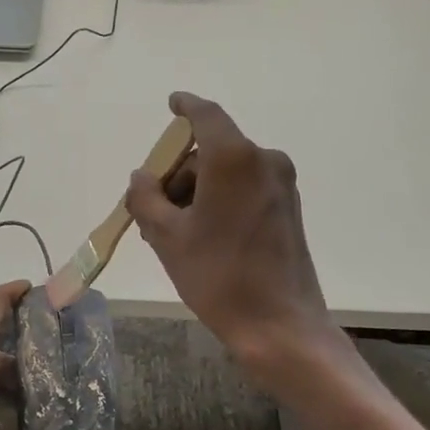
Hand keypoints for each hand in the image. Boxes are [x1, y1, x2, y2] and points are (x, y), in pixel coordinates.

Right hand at [124, 92, 331, 367]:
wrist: (280, 325)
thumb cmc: (218, 275)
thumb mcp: (167, 237)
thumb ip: (146, 198)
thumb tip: (142, 177)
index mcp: (233, 158)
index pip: (206, 115)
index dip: (186, 106)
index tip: (172, 104)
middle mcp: (263, 161)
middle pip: (212, 150)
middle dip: (179, 171)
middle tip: (152, 207)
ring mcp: (280, 185)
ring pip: (227, 172)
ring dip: (197, 190)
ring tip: (172, 231)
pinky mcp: (288, 208)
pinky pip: (245, 188)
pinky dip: (219, 199)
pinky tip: (201, 234)